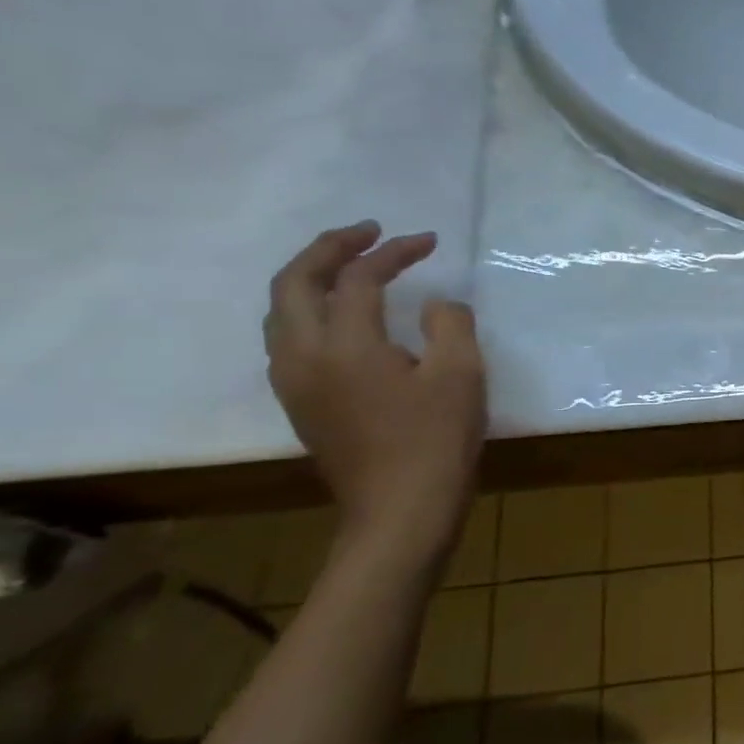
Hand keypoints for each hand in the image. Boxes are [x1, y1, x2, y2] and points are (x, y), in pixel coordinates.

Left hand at [264, 222, 486, 556]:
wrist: (400, 510)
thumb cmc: (437, 440)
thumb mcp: (462, 374)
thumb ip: (450, 324)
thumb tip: (435, 306)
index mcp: (344, 346)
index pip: (359, 279)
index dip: (393, 253)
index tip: (429, 241)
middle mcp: (303, 357)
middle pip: (293, 284)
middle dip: (329, 249)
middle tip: (370, 233)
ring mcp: (294, 383)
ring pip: (281, 312)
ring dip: (312, 278)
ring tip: (352, 266)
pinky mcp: (301, 403)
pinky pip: (289, 338)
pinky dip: (310, 309)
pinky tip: (344, 316)